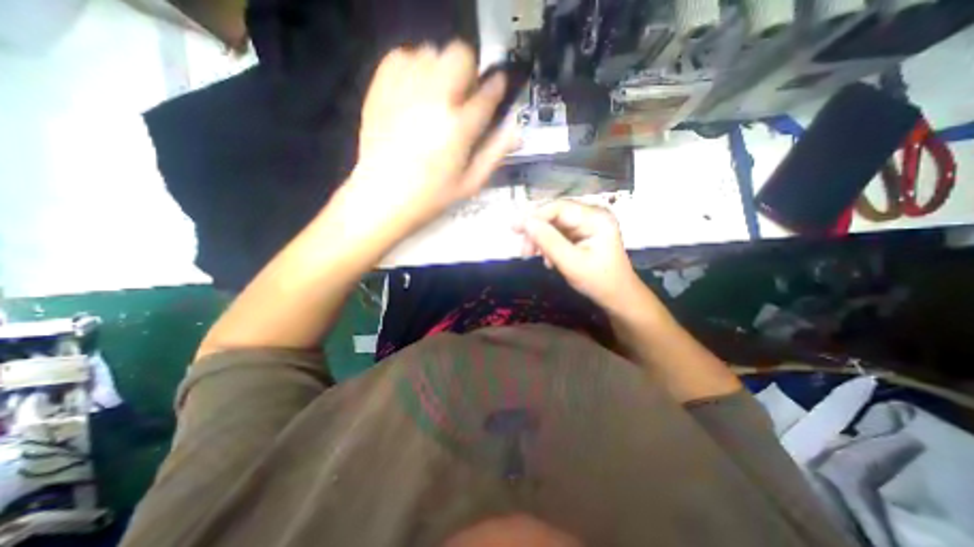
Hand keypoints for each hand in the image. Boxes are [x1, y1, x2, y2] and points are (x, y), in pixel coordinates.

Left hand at [344, 41, 521, 237]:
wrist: (382, 198)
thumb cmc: (431, 197)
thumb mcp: (470, 183)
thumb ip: (495, 153)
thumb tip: (516, 132)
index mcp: (459, 127)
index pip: (487, 93)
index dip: (496, 86)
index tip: (496, 87)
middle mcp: (433, 100)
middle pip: (458, 55)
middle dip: (468, 70)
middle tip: (463, 94)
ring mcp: (404, 91)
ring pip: (430, 51)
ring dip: (440, 69)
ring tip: (437, 95)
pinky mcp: (381, 90)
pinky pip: (400, 57)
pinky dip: (412, 67)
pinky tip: (414, 90)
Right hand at [512, 202, 644, 311]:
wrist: (618, 297)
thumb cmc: (599, 281)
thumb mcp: (572, 263)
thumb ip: (549, 242)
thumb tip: (526, 222)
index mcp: (596, 218)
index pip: (559, 208)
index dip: (535, 215)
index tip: (514, 228)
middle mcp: (591, 215)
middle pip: (555, 214)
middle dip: (536, 230)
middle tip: (522, 248)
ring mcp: (586, 224)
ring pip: (553, 224)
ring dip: (539, 239)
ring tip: (530, 256)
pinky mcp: (581, 234)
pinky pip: (558, 233)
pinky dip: (547, 245)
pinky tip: (546, 260)